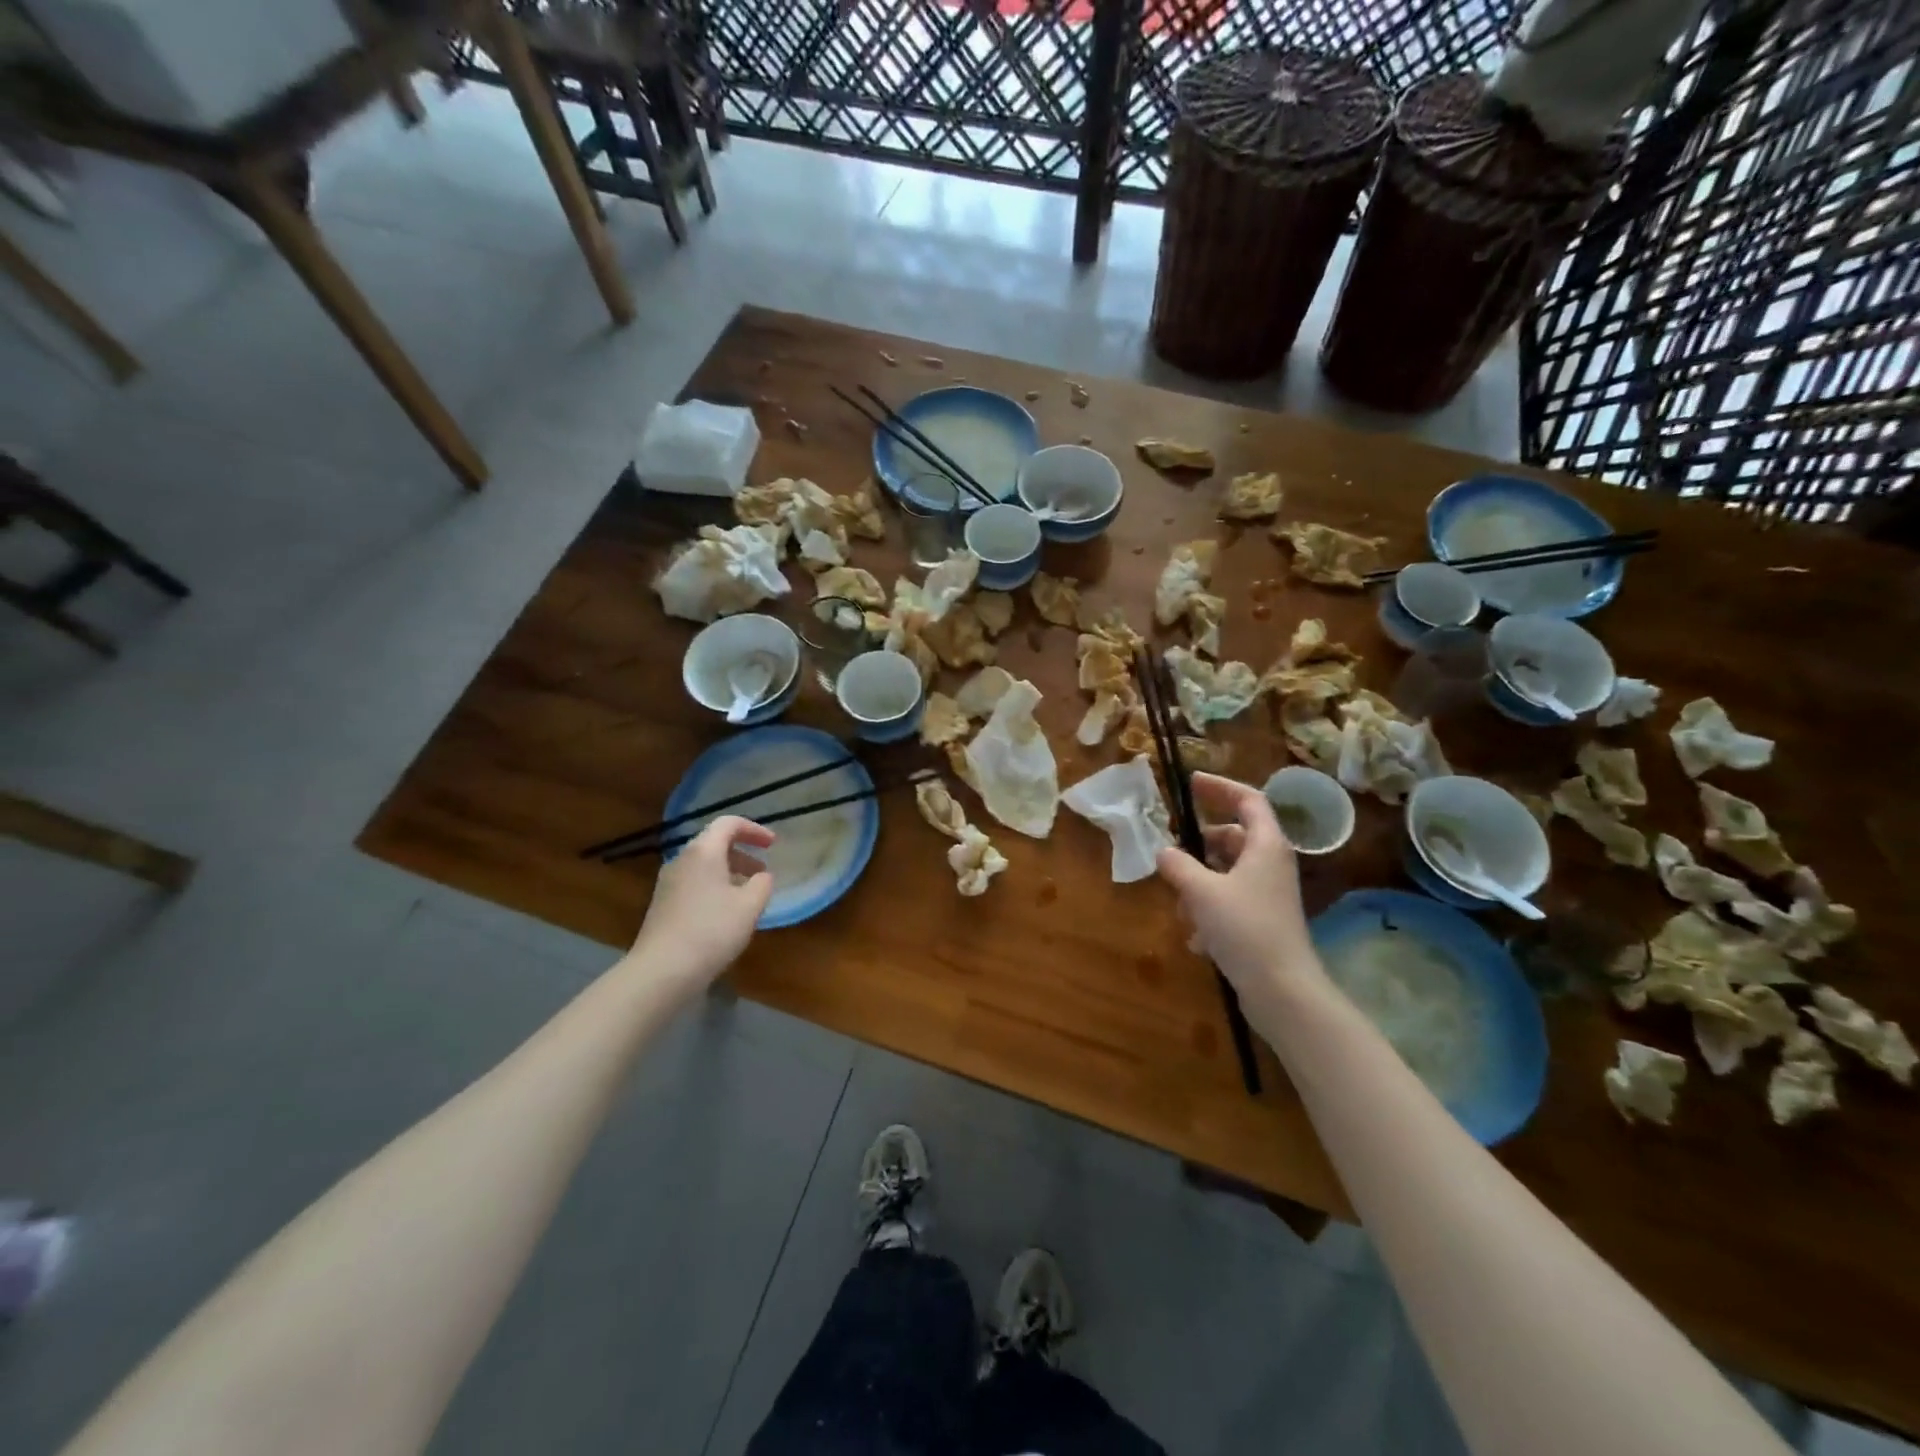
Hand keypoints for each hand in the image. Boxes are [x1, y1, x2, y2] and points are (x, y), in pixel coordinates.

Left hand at [626, 816, 775, 987]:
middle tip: (762, 870)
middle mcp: (682, 860)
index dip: (754, 829)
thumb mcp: (750, 906)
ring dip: (728, 872)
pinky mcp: (662, 905)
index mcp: (703, 852)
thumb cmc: (712, 931)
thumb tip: (762, 876)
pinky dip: (714, 887)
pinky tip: (725, 913)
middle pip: (714, 843)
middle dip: (742, 852)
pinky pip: (693, 883)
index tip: (772, 845)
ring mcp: (667, 883)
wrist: (661, 971)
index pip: (728, 823)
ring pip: (703, 865)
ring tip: (747, 893)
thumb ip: (762, 883)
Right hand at [1155, 774, 1326, 1007]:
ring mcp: (1268, 894)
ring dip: (1198, 884)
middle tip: (1171, 853)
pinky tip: (1196, 938)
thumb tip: (1164, 852)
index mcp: (1265, 845)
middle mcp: (1270, 864)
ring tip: (1180, 907)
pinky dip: (1208, 912)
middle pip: (1233, 838)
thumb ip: (1178, 866)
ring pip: (1226, 873)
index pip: (1248, 799)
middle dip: (1199, 847)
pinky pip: (1229, 902)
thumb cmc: (1245, 928)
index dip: (1220, 787)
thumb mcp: (1201, 891)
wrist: (1282, 990)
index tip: (1191, 783)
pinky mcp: (1262, 922)